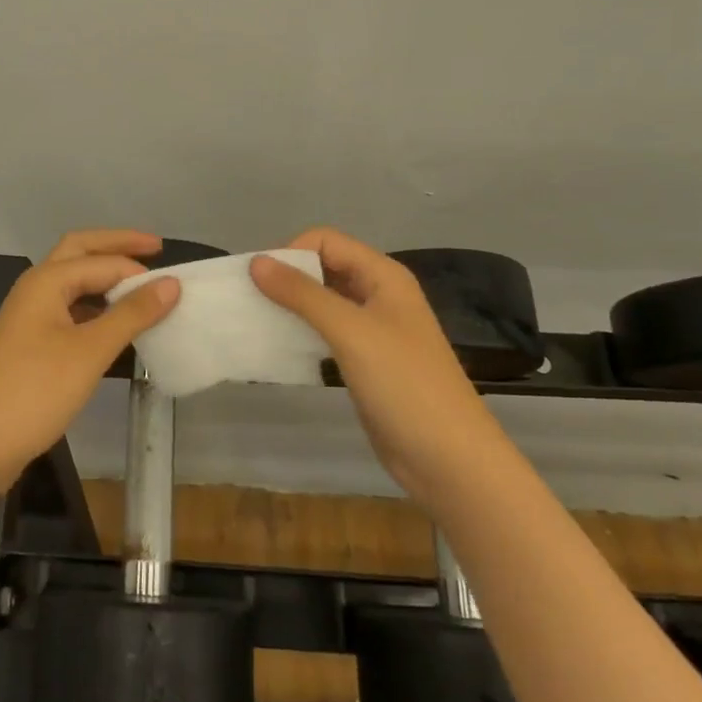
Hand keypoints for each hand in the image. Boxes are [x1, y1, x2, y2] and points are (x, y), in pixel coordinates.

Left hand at [0, 229, 179, 495]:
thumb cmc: (35, 391)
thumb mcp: (90, 351)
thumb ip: (132, 314)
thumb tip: (170, 282)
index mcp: (46, 280)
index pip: (103, 262)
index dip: (139, 270)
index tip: (176, 285)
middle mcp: (35, 288)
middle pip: (80, 252)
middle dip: (116, 246)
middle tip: (155, 247)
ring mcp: (28, 315)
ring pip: (72, 281)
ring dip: (104, 276)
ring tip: (140, 286)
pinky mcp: (29, 342)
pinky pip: (68, 308)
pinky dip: (93, 306)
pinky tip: (112, 324)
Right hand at [251, 227, 486, 502]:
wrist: (449, 460)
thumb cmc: (403, 385)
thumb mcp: (350, 332)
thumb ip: (303, 294)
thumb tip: (256, 262)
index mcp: (383, 276)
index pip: (326, 241)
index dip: (291, 252)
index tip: (258, 281)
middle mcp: (378, 294)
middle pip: (324, 267)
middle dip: (288, 277)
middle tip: (252, 301)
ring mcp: (374, 329)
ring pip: (324, 301)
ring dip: (292, 305)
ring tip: (259, 322)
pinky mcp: (366, 360)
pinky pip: (327, 332)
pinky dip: (303, 332)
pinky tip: (282, 347)